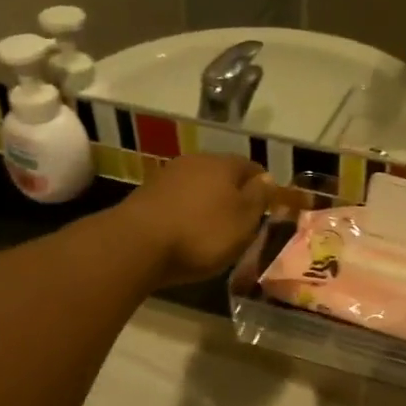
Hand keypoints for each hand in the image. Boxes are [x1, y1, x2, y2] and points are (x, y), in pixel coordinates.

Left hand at [114, 155, 270, 286]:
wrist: (137, 244)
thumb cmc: (202, 233)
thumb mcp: (243, 221)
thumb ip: (259, 198)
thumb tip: (268, 178)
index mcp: (224, 164)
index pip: (252, 167)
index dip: (263, 187)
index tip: (267, 208)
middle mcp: (196, 161)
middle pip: (223, 174)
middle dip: (233, 194)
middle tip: (241, 221)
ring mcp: (168, 175)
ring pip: (198, 185)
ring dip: (207, 203)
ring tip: (213, 229)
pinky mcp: (147, 194)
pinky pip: (177, 200)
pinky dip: (186, 212)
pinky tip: (186, 231)